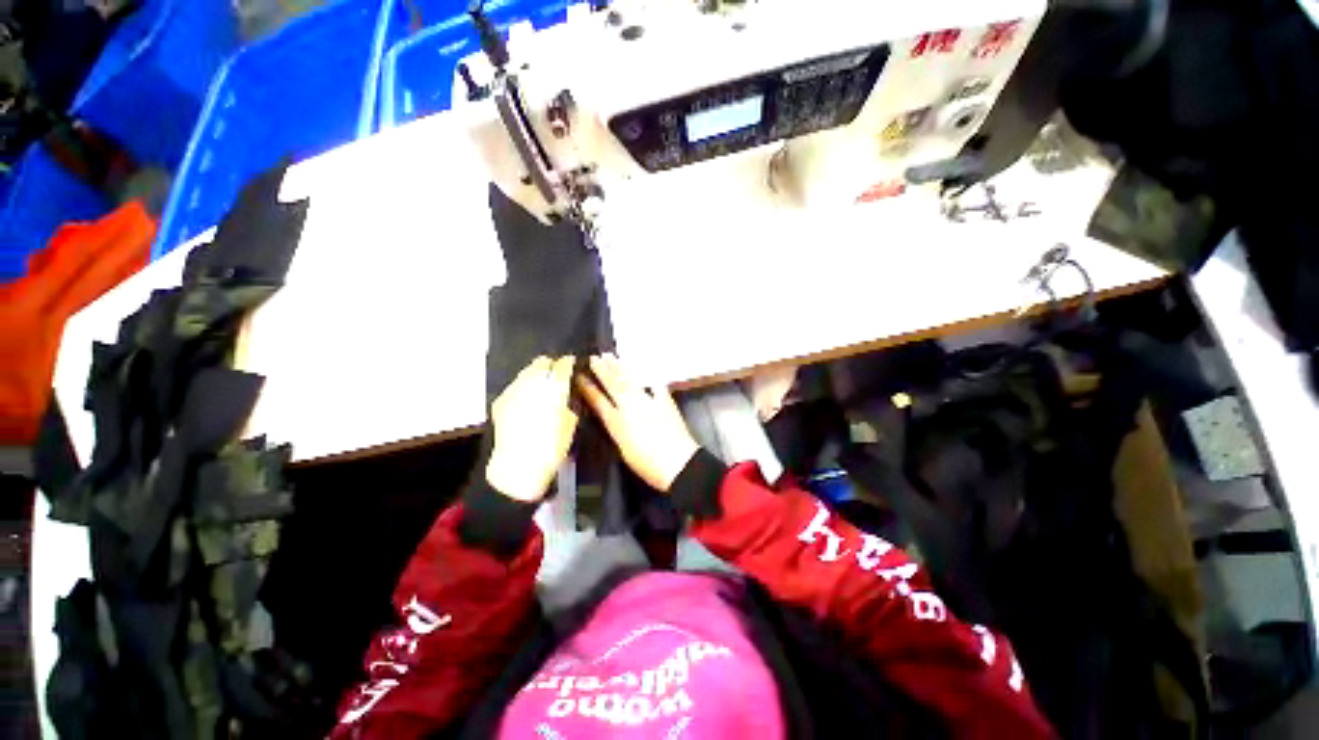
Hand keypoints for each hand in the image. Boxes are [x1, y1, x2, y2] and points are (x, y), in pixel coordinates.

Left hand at [486, 356, 578, 501]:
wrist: (517, 468)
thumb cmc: (552, 447)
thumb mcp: (571, 422)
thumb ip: (570, 400)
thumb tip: (570, 388)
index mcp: (553, 387)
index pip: (563, 363)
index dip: (570, 363)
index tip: (573, 366)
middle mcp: (531, 382)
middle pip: (542, 362)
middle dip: (551, 365)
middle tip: (558, 376)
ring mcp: (513, 390)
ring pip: (526, 372)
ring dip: (537, 375)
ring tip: (543, 388)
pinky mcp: (500, 400)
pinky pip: (516, 386)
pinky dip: (524, 388)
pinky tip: (528, 401)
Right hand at [576, 355, 698, 491]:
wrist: (678, 463)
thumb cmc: (647, 465)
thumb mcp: (623, 450)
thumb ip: (616, 430)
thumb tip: (611, 416)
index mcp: (617, 423)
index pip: (599, 402)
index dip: (588, 389)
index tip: (580, 376)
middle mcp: (631, 408)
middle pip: (614, 385)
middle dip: (603, 370)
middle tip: (594, 357)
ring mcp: (649, 402)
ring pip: (631, 381)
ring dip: (620, 368)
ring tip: (610, 356)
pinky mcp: (666, 401)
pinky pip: (655, 385)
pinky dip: (648, 377)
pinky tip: (643, 369)